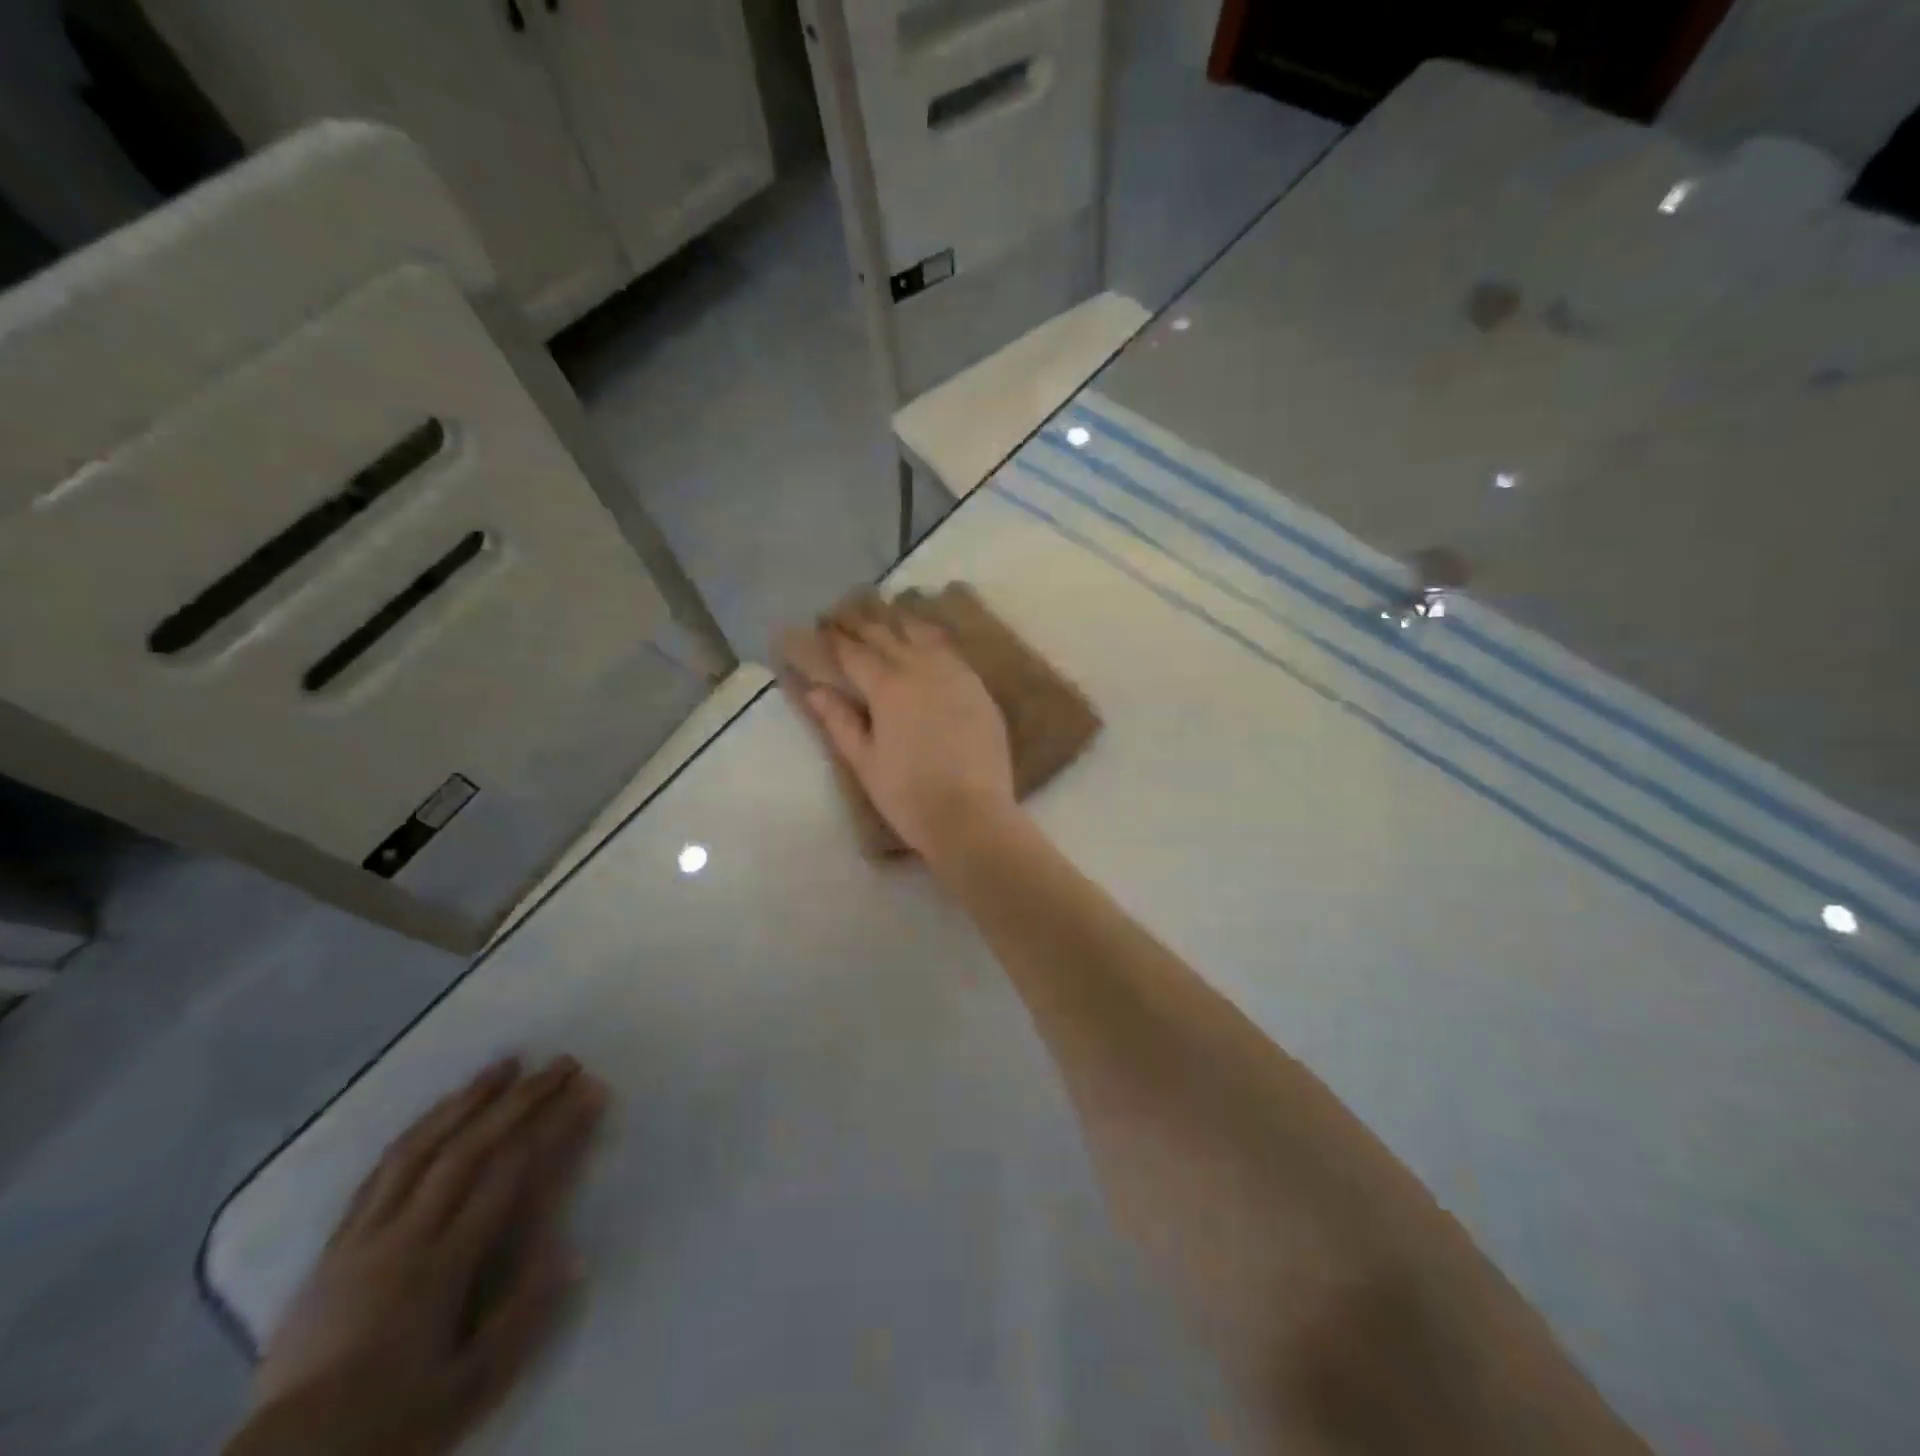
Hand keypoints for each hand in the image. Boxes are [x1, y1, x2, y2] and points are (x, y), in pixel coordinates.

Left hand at [225, 1057, 608, 1455]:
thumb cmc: (392, 1422)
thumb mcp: (471, 1386)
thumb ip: (524, 1314)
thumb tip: (571, 1247)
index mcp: (442, 1267)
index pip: (511, 1174)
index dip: (555, 1126)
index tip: (589, 1092)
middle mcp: (405, 1237)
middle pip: (470, 1147)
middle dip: (521, 1098)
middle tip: (561, 1062)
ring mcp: (364, 1236)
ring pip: (420, 1147)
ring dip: (467, 1098)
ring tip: (504, 1064)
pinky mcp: (335, 1245)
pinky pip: (378, 1172)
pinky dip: (416, 1131)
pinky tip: (439, 1111)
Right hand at [804, 600, 1017, 860]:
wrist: (972, 815)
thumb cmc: (909, 795)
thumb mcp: (864, 762)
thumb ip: (839, 721)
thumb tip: (814, 691)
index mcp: (889, 688)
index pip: (855, 654)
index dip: (836, 639)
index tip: (822, 625)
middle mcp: (923, 670)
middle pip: (889, 637)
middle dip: (864, 623)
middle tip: (846, 612)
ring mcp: (957, 676)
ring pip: (924, 636)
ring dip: (900, 623)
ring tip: (886, 612)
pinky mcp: (980, 690)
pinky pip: (951, 653)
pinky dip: (932, 640)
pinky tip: (927, 639)